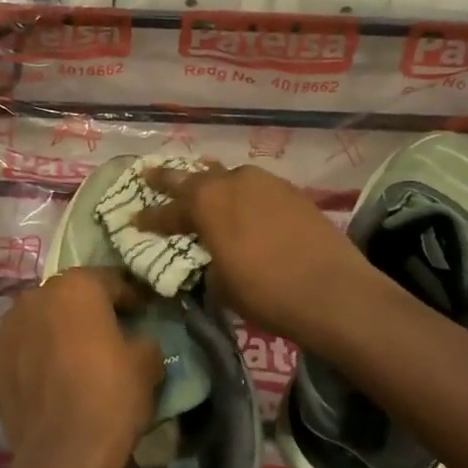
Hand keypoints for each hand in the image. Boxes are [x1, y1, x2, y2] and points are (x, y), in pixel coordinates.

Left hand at [0, 268, 162, 467]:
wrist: (63, 453)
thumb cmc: (111, 396)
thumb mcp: (147, 363)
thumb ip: (142, 339)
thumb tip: (136, 340)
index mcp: (77, 285)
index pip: (110, 281)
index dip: (128, 298)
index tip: (140, 312)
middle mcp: (36, 295)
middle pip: (68, 297)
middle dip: (85, 312)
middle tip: (104, 336)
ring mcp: (7, 326)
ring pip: (38, 320)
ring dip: (53, 332)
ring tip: (70, 359)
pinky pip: (18, 348)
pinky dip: (30, 356)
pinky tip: (44, 379)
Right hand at [136, 162, 375, 349]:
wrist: (334, 292)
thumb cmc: (266, 293)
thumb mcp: (222, 285)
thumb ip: (210, 262)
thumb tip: (213, 257)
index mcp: (205, 204)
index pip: (167, 211)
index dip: (149, 218)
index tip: (133, 219)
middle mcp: (231, 182)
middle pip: (192, 177)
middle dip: (169, 179)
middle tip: (150, 174)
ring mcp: (265, 182)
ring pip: (228, 176)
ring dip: (213, 183)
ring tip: (204, 187)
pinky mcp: (292, 191)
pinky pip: (256, 187)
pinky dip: (244, 195)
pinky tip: (247, 207)